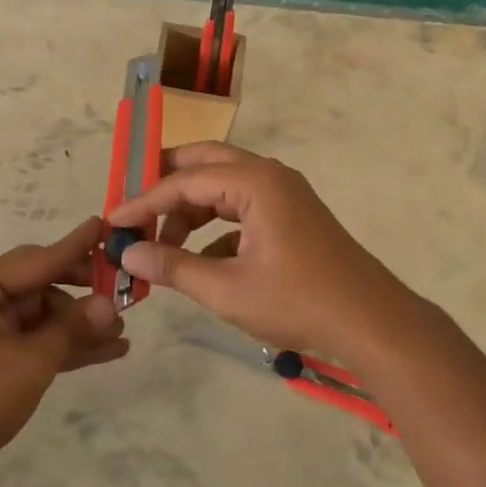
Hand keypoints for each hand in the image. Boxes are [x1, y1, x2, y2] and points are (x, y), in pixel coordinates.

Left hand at [0, 216, 127, 486]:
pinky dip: (61, 346)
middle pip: (39, 285)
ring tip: (122, 332)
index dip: (76, 247)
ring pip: (39, 315)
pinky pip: (31, 339)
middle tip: (124, 292)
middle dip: (82, 296)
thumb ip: (72, 329)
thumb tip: (110, 305)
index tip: (105, 226)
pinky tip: (105, 351)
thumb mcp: (31, 362)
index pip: (37, 259)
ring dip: (77, 326)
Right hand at [106, 143, 416, 354]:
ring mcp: (283, 193)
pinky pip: (241, 206)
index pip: (183, 182)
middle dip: (165, 185)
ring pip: (222, 184)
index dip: (143, 202)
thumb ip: (173, 267)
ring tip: (163, 244)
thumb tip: (126, 254)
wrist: (372, 323)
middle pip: (203, 163)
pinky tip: (200, 259)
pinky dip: (214, 225)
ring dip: (190, 208)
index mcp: (254, 182)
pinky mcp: (291, 214)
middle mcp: (268, 175)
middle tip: (133, 210)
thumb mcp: (227, 290)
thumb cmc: (298, 302)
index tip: (112, 222)